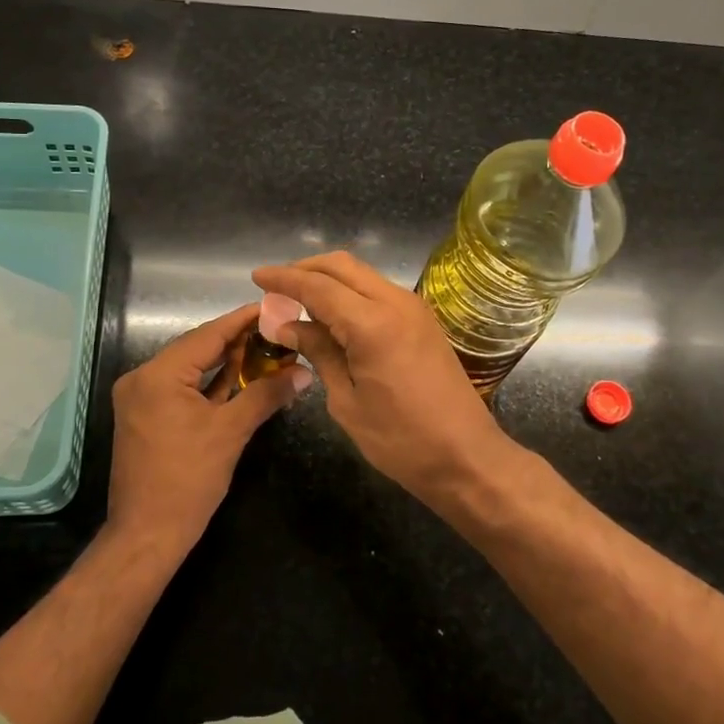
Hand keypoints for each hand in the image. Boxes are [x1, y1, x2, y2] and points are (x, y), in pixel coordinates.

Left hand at [107, 303, 308, 555]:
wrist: (147, 535)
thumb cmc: (188, 481)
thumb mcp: (231, 432)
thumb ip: (266, 394)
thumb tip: (304, 372)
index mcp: (157, 375)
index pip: (208, 335)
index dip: (243, 320)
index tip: (273, 305)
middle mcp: (142, 377)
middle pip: (197, 347)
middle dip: (238, 340)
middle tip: (276, 327)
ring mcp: (141, 397)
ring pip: (190, 368)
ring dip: (225, 361)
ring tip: (265, 346)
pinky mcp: (146, 415)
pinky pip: (182, 388)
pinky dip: (209, 383)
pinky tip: (240, 375)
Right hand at [251, 253, 518, 500]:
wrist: (467, 457)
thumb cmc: (400, 440)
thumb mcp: (347, 401)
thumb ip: (318, 352)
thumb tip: (287, 325)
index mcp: (372, 323)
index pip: (317, 285)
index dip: (283, 278)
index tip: (256, 277)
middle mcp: (395, 302)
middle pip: (342, 266)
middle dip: (305, 269)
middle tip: (276, 288)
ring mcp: (414, 308)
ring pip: (362, 275)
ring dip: (329, 280)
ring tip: (298, 301)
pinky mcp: (424, 320)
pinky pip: (378, 291)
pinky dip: (350, 293)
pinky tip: (332, 315)